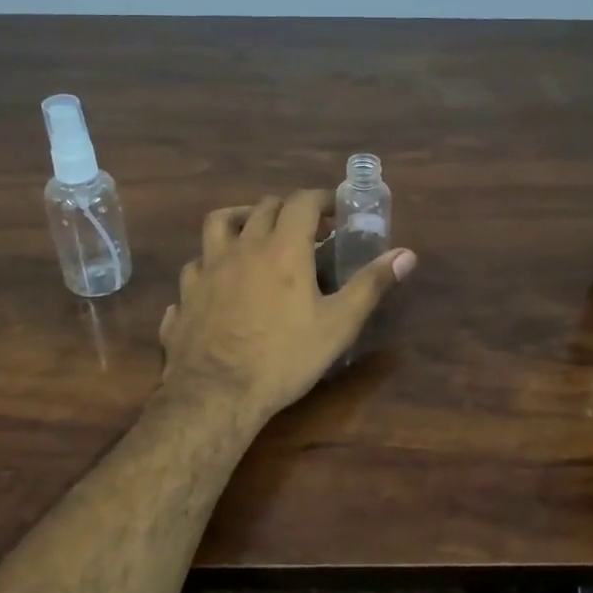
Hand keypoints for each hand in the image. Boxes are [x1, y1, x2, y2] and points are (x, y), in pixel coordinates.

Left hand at [159, 191, 415, 422]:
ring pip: (218, 224)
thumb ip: (371, 285)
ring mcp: (207, 269)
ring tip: (253, 233)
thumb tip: (407, 254)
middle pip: (262, 208)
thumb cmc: (285, 357)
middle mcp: (241, 247)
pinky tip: (217, 282)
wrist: (216, 393)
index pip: (301, 202)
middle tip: (305, 227)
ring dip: (239, 219)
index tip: (335, 210)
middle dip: (287, 208)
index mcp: (282, 247)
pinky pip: (195, 267)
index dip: (321, 199)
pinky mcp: (185, 295)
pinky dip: (210, 264)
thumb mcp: (339, 324)